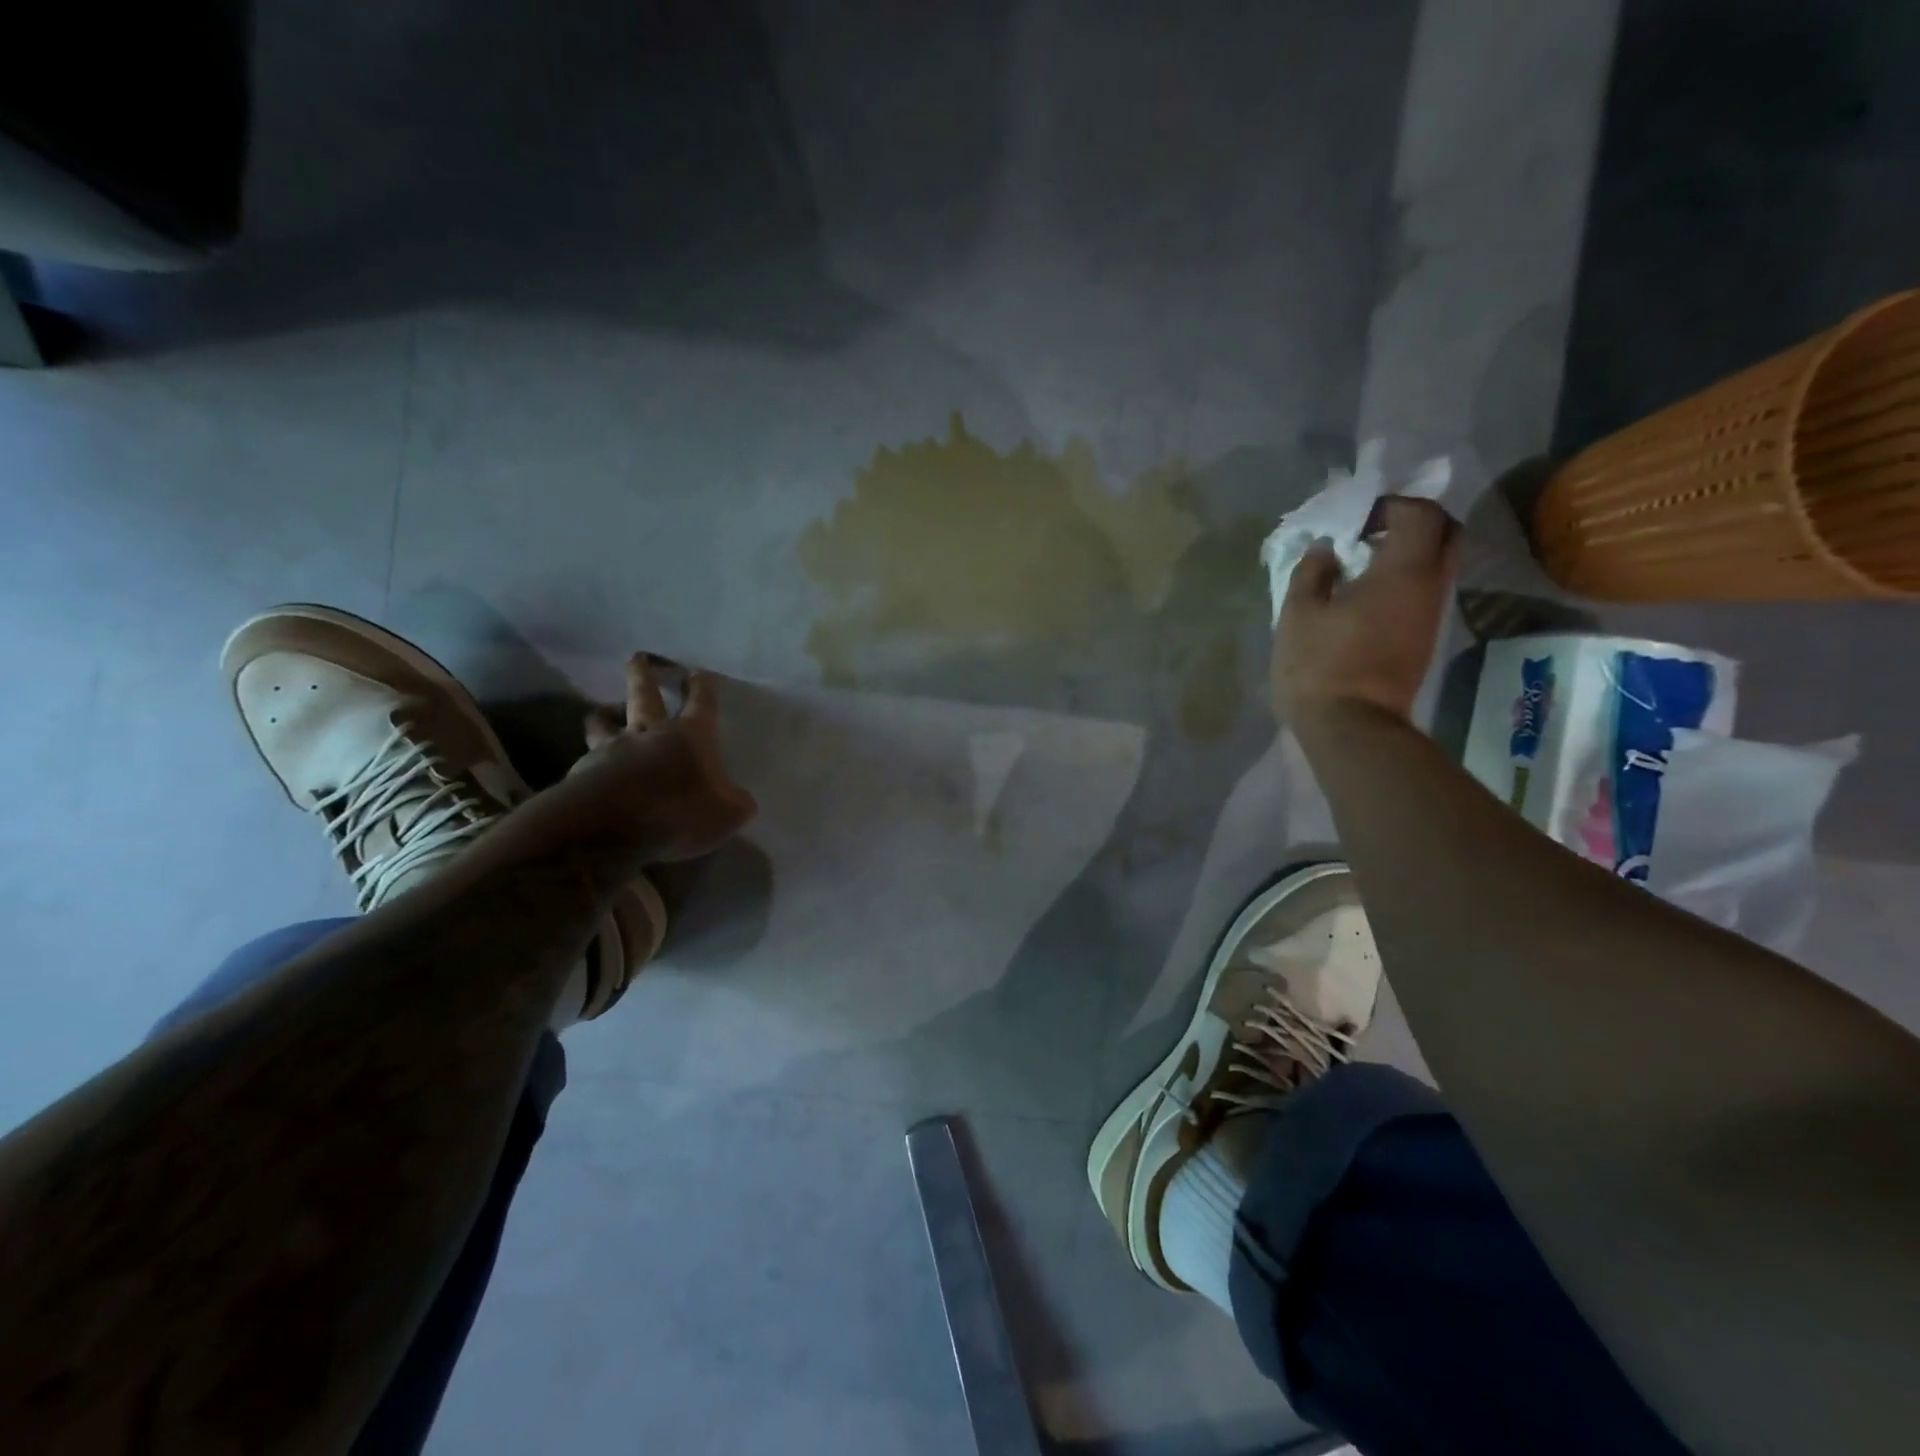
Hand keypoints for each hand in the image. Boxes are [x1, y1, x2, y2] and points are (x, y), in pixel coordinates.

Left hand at [557, 654, 756, 862]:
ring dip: (605, 712)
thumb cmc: (677, 813)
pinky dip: (592, 758)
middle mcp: (649, 732)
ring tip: (605, 711)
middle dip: (643, 674)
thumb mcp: (726, 815)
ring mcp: (612, 749)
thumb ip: (736, 803)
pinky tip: (596, 769)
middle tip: (638, 658)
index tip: (699, 673)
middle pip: (643, 694)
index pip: (701, 701)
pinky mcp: (583, 772)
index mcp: (689, 735)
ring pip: (603, 720)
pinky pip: (588, 757)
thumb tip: (740, 800)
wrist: (607, 829)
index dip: (702, 686)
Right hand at [1271, 496, 1458, 724]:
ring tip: (1361, 564)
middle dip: (1413, 522)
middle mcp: (1431, 586)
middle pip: (1446, 533)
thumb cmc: (1320, 665)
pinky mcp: (1425, 638)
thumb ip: (1311, 571)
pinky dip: (1405, 578)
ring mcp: (1432, 614)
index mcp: (1404, 571)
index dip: (1390, 505)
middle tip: (1370, 532)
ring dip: (1408, 552)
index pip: (1421, 513)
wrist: (1352, 727)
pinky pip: (1426, 589)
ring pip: (1439, 563)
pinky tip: (1365, 594)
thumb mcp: (1298, 613)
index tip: (1355, 519)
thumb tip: (1325, 549)